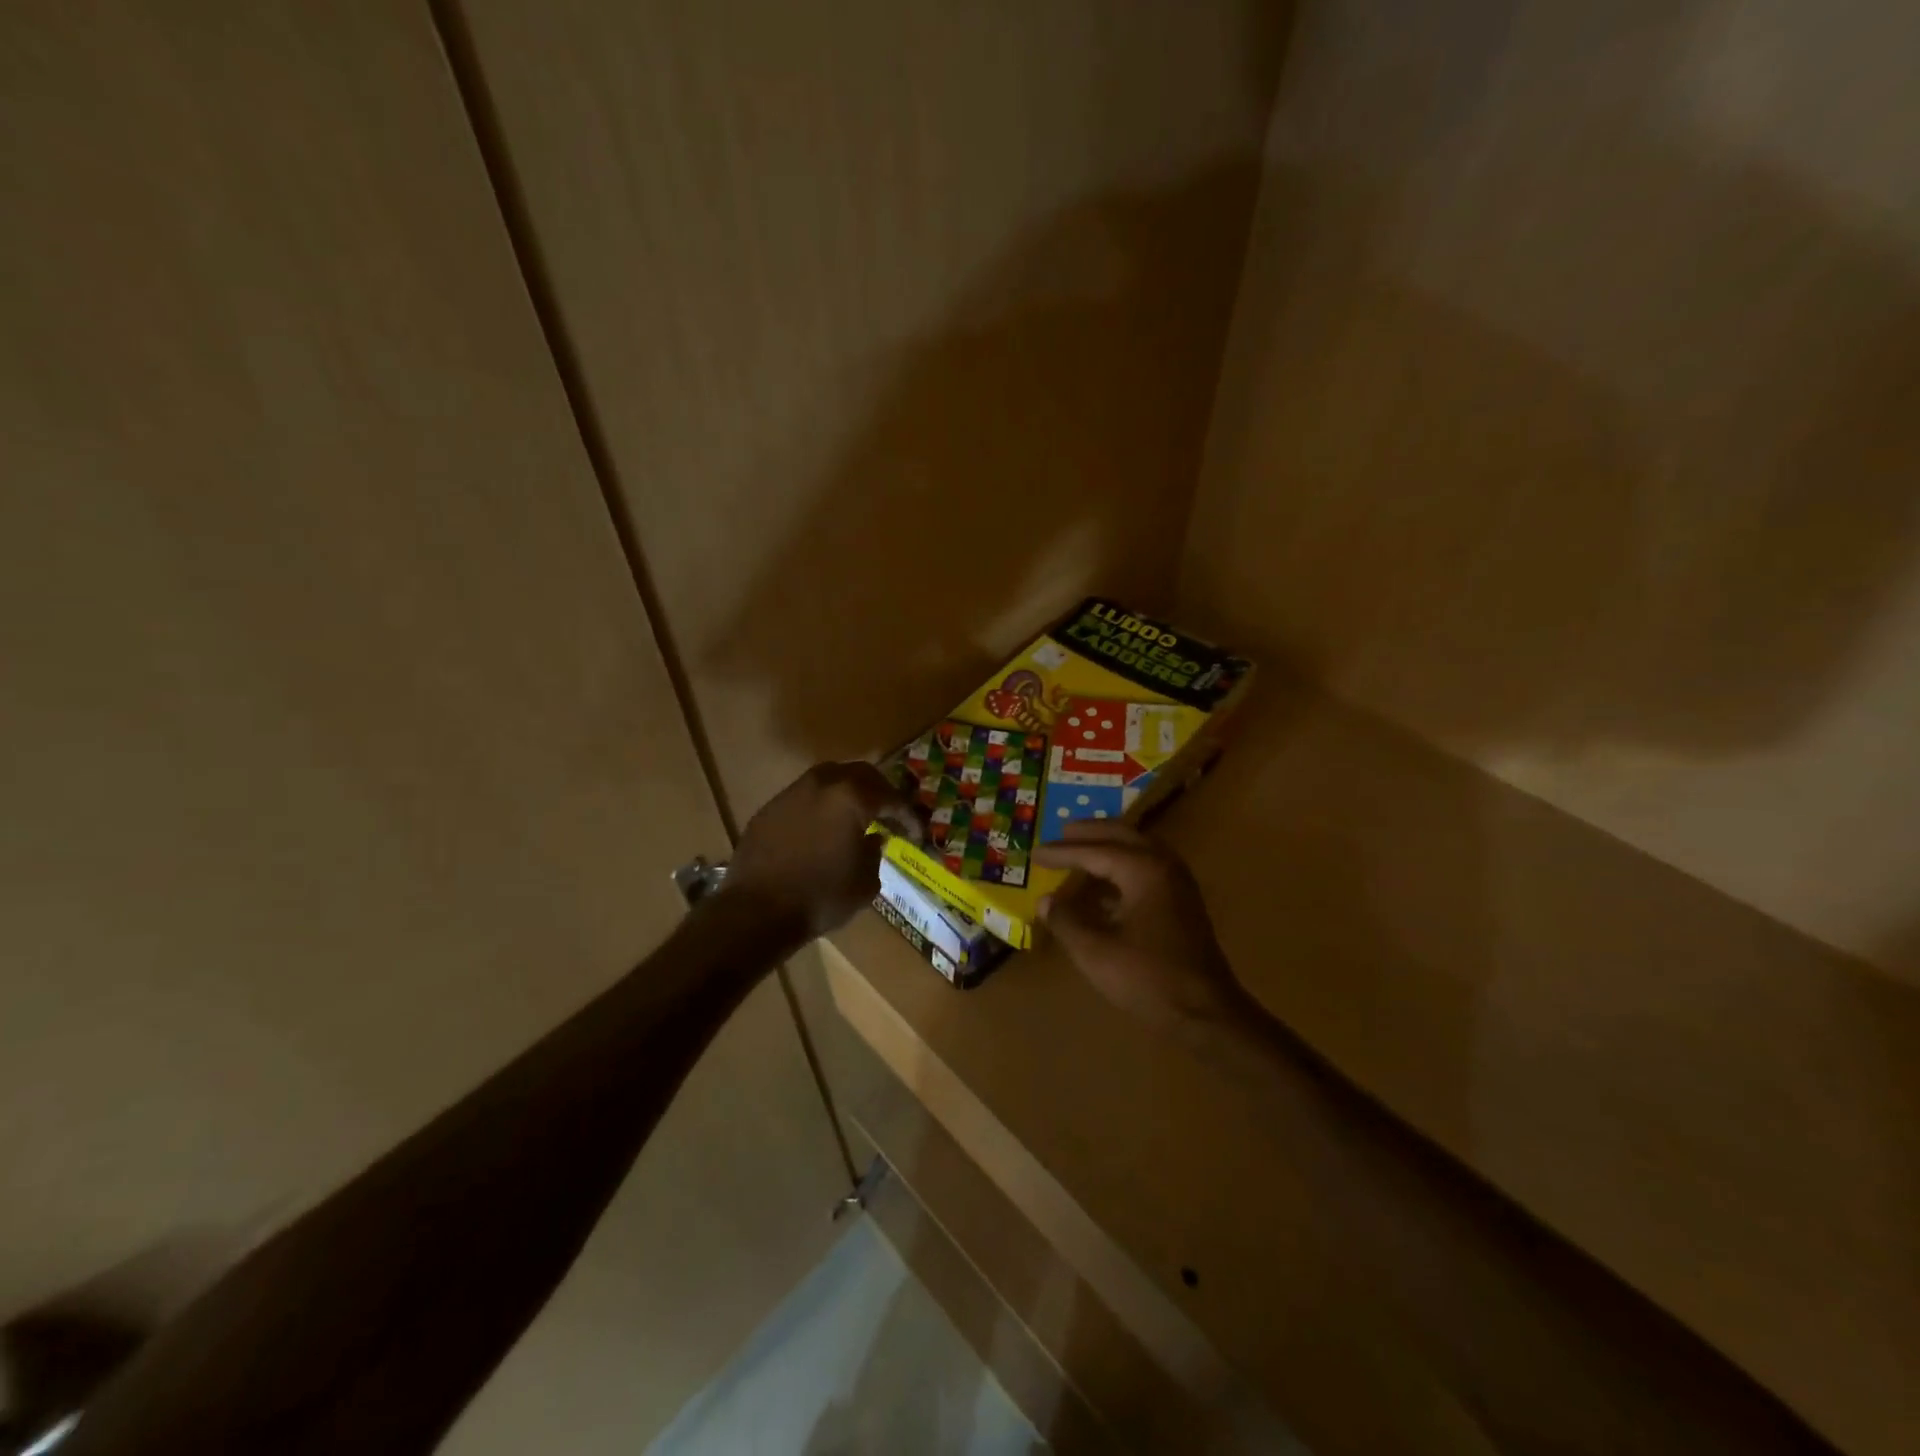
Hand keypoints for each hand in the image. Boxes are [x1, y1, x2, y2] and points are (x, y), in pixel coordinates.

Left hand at [727, 761, 915, 937]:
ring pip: (830, 779)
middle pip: (861, 775)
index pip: (891, 797)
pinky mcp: (770, 808)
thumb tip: (873, 839)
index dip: (908, 815)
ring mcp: (792, 792)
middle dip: (880, 792)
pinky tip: (823, 830)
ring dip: (848, 794)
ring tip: (857, 817)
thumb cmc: (820, 897)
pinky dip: (822, 807)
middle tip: (890, 815)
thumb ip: (875, 853)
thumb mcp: (865, 882)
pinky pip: (805, 797)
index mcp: (852, 797)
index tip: (916, 833)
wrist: (756, 911)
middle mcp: (822, 783)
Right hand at [1034, 822, 1249, 1035]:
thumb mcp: (1095, 952)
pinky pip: (1147, 867)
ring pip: (1138, 849)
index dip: (1062, 852)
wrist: (1206, 1013)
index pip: (1094, 850)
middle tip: (1061, 831)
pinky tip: (1104, 885)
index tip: (1035, 853)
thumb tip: (1046, 900)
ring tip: (1081, 848)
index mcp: (1143, 870)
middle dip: (1090, 832)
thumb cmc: (1148, 979)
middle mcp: (1163, 866)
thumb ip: (1067, 920)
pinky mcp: (1182, 902)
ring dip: (1108, 845)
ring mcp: (1177, 883)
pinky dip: (1123, 865)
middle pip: (1122, 835)